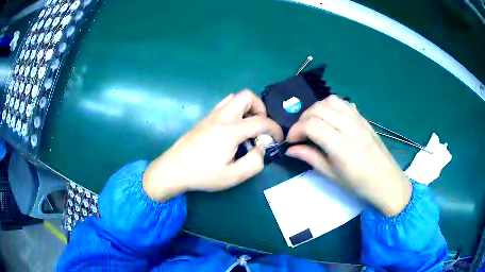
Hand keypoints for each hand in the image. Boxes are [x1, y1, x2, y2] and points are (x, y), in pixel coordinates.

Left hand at [143, 90, 282, 201]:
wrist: (173, 170)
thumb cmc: (202, 174)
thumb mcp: (234, 176)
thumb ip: (255, 162)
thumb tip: (260, 149)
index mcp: (231, 130)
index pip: (261, 121)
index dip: (275, 128)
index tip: (278, 139)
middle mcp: (222, 117)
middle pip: (246, 96)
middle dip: (260, 108)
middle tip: (260, 127)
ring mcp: (211, 116)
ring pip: (234, 98)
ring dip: (246, 107)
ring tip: (247, 127)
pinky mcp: (203, 119)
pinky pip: (224, 105)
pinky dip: (234, 110)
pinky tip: (231, 130)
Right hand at [286, 95, 411, 216]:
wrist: (386, 181)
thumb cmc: (359, 184)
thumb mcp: (332, 175)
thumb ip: (310, 158)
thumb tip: (290, 149)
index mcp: (341, 147)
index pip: (312, 125)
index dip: (296, 130)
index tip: (292, 141)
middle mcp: (350, 127)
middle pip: (319, 109)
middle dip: (303, 118)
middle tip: (301, 133)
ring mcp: (358, 120)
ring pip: (330, 101)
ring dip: (316, 109)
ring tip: (314, 123)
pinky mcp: (363, 118)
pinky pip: (343, 103)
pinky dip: (331, 106)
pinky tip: (330, 118)